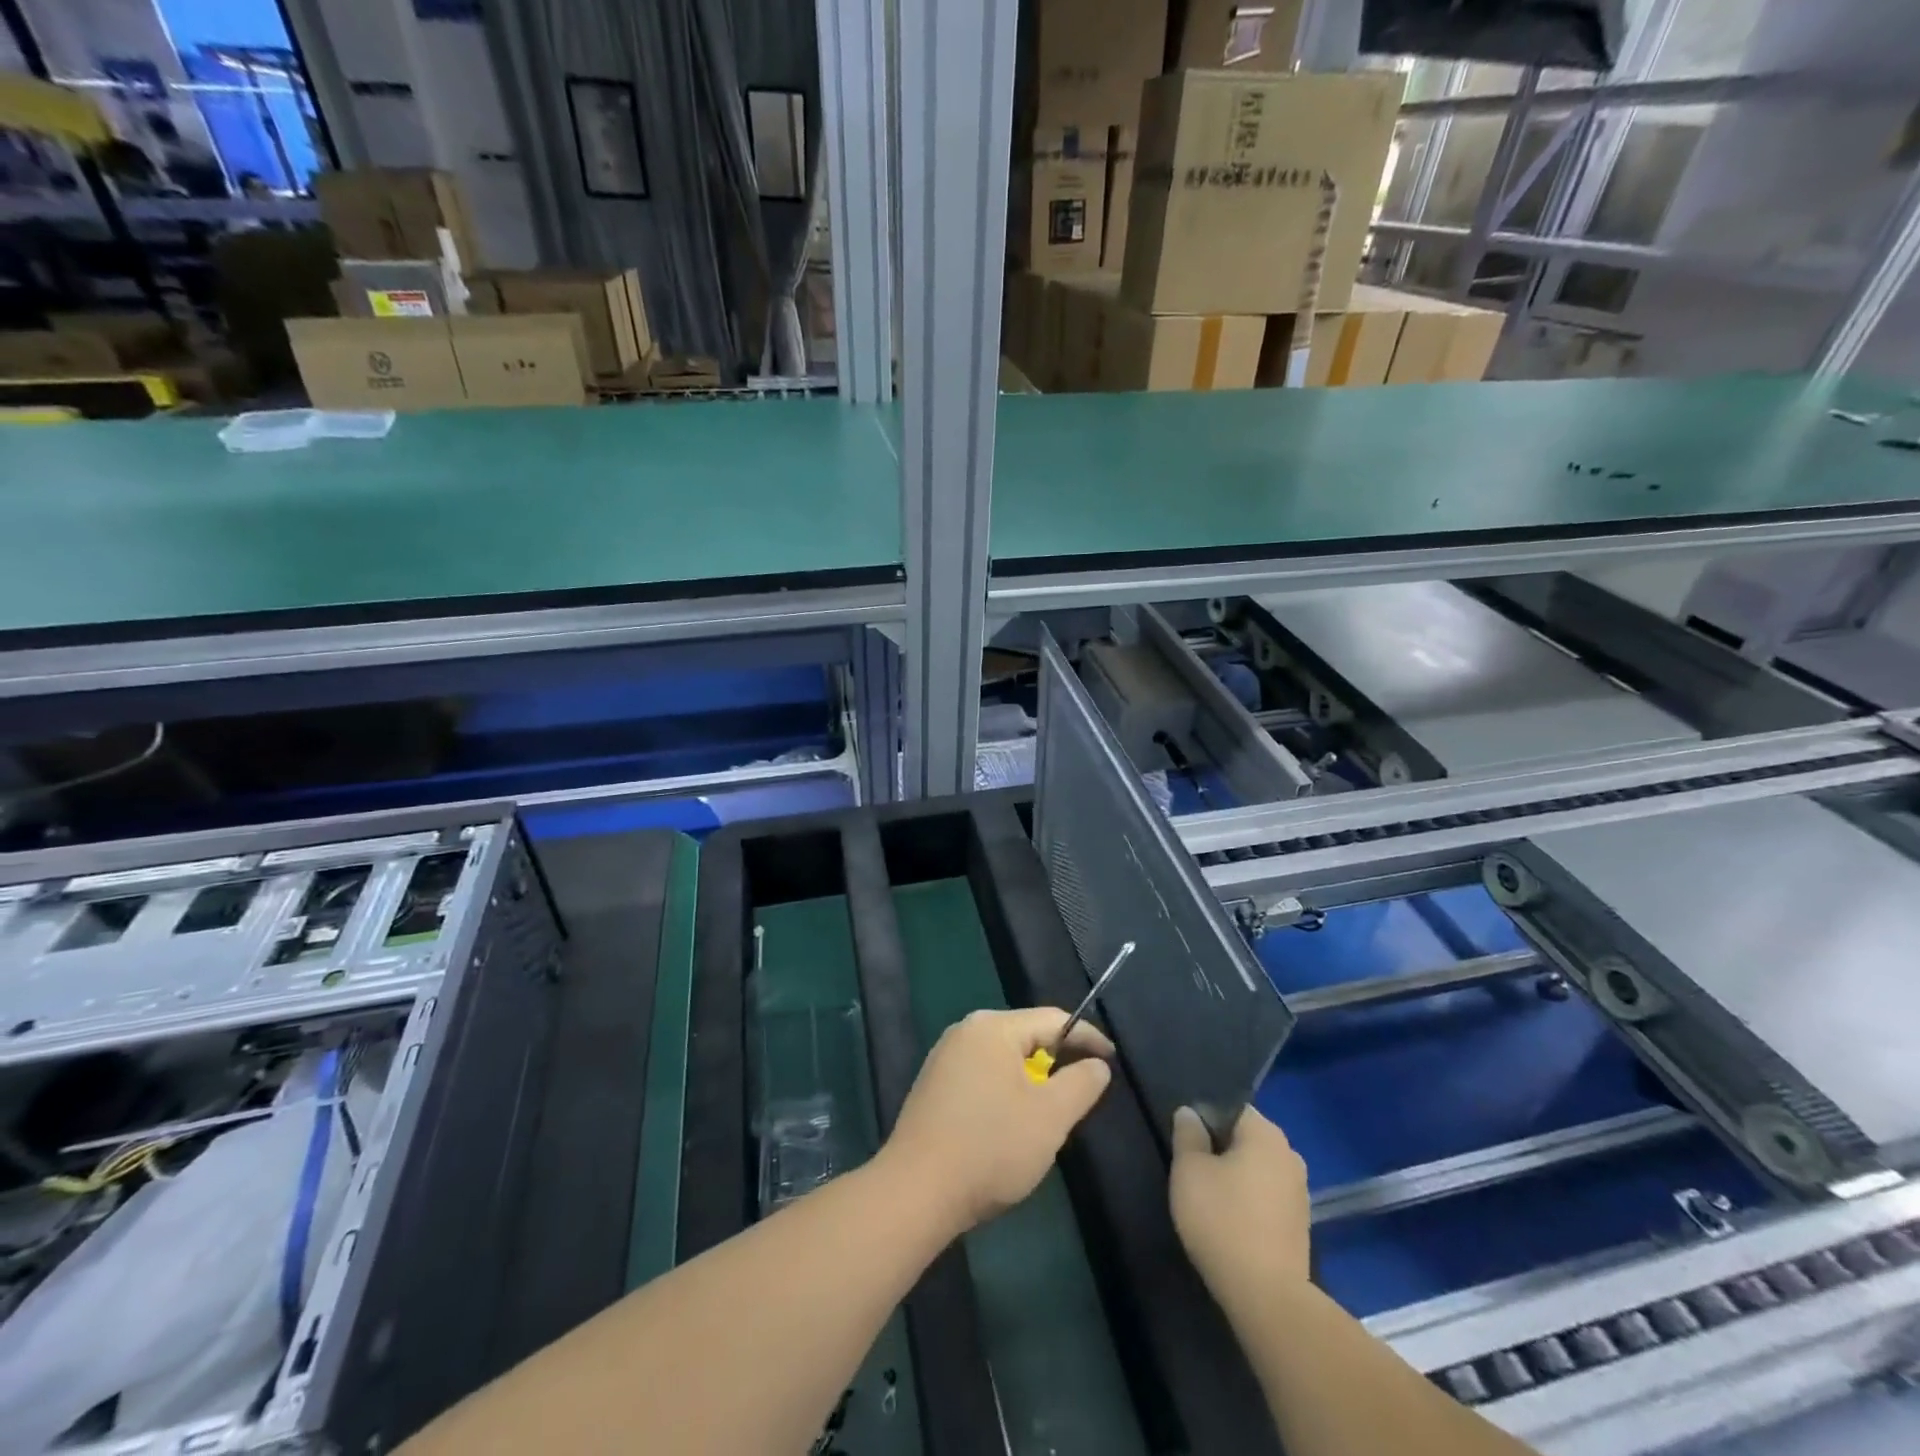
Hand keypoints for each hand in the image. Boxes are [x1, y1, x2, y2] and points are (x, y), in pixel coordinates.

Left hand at [880, 1008, 1112, 1233]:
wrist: (916, 1191)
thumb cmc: (990, 1147)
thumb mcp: (1051, 1117)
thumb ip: (1081, 1083)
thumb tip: (1097, 1064)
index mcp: (993, 1027)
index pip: (1053, 1020)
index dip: (1088, 1038)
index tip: (1112, 1061)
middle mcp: (965, 1031)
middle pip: (1026, 1036)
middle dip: (1056, 1062)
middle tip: (1080, 1095)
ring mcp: (944, 1057)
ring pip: (1003, 1059)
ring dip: (1030, 1082)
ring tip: (1047, 1116)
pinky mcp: (933, 1085)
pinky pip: (982, 1076)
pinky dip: (1004, 1093)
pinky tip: (1007, 1127)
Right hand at [1170, 1105, 1310, 1310]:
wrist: (1268, 1297)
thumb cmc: (1222, 1219)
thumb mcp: (1189, 1170)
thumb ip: (1187, 1134)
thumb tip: (1190, 1114)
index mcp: (1266, 1133)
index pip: (1231, 1108)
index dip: (1205, 1120)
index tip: (1187, 1142)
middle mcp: (1290, 1154)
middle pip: (1246, 1139)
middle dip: (1221, 1150)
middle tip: (1193, 1171)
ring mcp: (1300, 1192)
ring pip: (1257, 1170)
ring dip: (1236, 1178)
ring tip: (1209, 1199)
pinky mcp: (1301, 1226)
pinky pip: (1267, 1198)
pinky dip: (1250, 1203)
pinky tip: (1230, 1223)